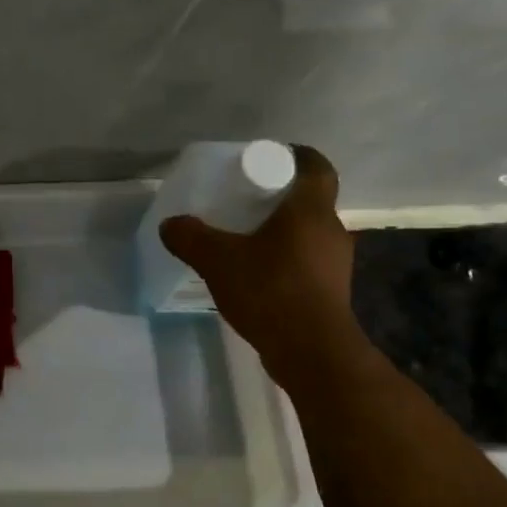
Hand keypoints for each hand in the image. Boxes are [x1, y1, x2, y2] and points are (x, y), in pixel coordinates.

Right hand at [158, 144, 370, 389]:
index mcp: (310, 210)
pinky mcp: (330, 292)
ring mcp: (335, 264)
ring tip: (247, 241)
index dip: (298, 156)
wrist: (311, 351)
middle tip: (246, 201)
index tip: (273, 157)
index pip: (316, 167)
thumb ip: (191, 238)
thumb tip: (171, 224)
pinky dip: (285, 262)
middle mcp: (330, 231)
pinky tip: (257, 277)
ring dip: (282, 233)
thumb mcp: (217, 260)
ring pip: (308, 235)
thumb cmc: (270, 291)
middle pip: (310, 201)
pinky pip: (306, 264)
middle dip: (280, 198)